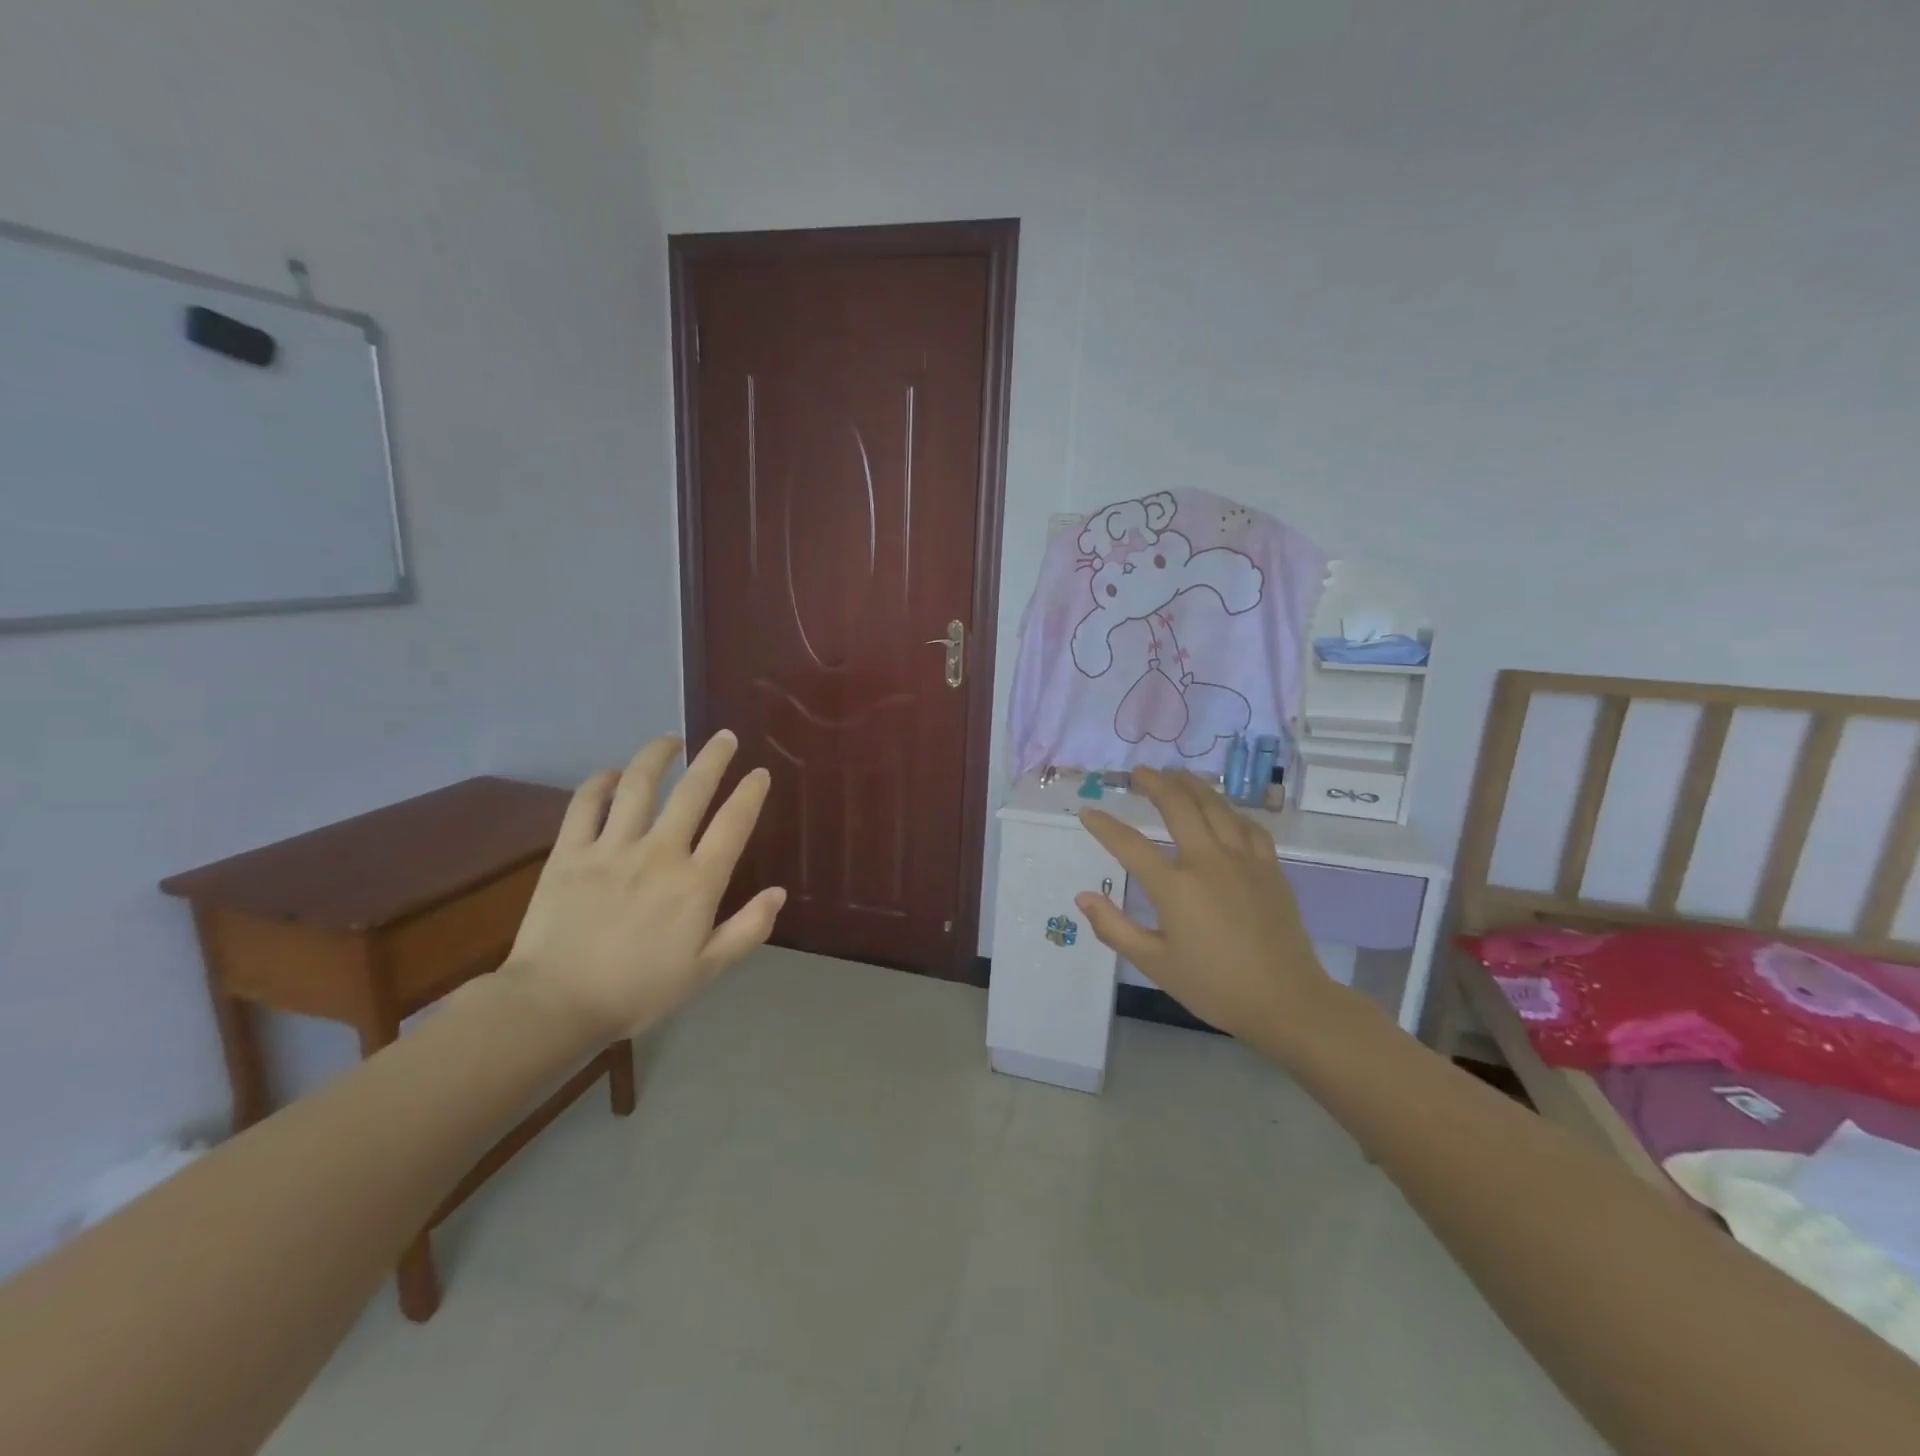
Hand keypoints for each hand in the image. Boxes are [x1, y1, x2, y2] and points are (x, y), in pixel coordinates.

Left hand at [502, 732, 784, 1039]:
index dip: (750, 794)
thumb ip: (747, 929)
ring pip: (638, 785)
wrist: (555, 1005)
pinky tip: (612, 774)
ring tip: (671, 741)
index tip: (759, 773)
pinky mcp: (570, 853)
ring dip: (657, 756)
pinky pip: (585, 804)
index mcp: (696, 883)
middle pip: (692, 791)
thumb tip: (778, 893)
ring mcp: (611, 848)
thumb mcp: (706, 970)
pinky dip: (600, 782)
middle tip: (724, 737)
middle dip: (713, 759)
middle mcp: (659, 853)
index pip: (733, 824)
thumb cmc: (638, 990)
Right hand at [1075, 768, 1343, 1050]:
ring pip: (1215, 806)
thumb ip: (1115, 928)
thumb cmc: (1214, 986)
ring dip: (1192, 785)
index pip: (1130, 845)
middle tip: (1139, 773)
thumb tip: (1083, 897)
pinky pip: (1248, 826)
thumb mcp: (1154, 964)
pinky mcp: (1270, 867)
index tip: (1088, 812)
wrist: (1286, 1001)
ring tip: (1176, 775)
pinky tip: (1223, 810)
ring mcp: (1243, 860)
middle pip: (1178, 806)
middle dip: (1155, 783)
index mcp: (1175, 887)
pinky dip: (1230, 811)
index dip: (1105, 826)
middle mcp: (1208, 861)